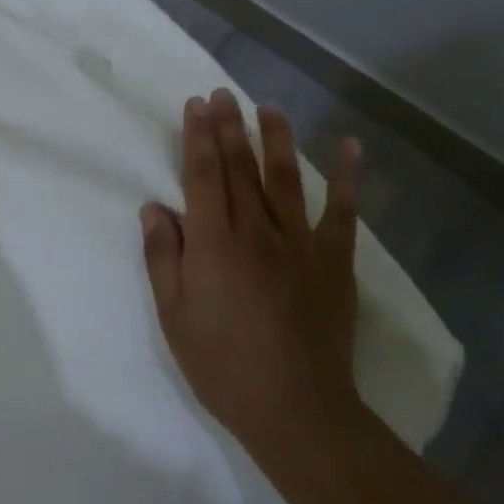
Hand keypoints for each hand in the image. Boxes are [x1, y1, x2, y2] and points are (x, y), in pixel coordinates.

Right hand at [141, 90, 364, 466]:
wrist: (297, 410)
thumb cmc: (223, 365)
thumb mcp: (174, 317)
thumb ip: (162, 258)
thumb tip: (154, 209)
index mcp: (214, 244)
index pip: (203, 176)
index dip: (198, 137)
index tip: (195, 105)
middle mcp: (257, 231)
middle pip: (240, 168)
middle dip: (229, 127)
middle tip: (222, 93)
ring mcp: (300, 244)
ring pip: (286, 178)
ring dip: (276, 139)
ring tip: (268, 107)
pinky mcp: (334, 262)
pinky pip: (343, 212)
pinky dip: (348, 178)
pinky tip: (350, 147)